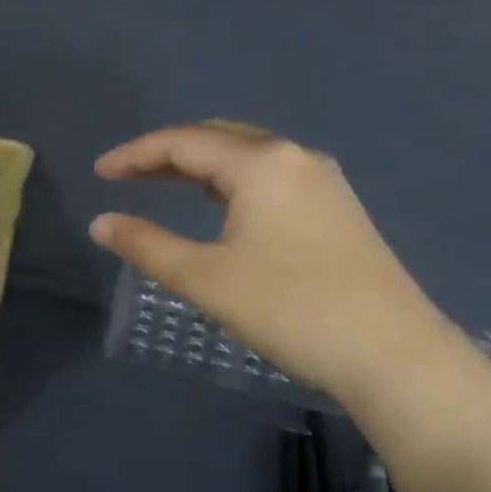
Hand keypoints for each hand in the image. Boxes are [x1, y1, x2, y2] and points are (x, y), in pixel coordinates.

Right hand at [89, 121, 454, 401]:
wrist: (391, 353)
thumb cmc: (289, 309)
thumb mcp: (205, 278)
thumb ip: (147, 245)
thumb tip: (101, 223)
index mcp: (262, 163)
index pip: (184, 141)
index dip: (135, 154)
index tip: (99, 173)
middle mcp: (295, 157)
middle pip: (218, 138)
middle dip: (167, 153)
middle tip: (126, 177)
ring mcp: (322, 180)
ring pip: (247, 156)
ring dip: (200, 167)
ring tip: (162, 186)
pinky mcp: (336, 207)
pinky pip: (270, 177)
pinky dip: (231, 182)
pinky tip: (219, 206)